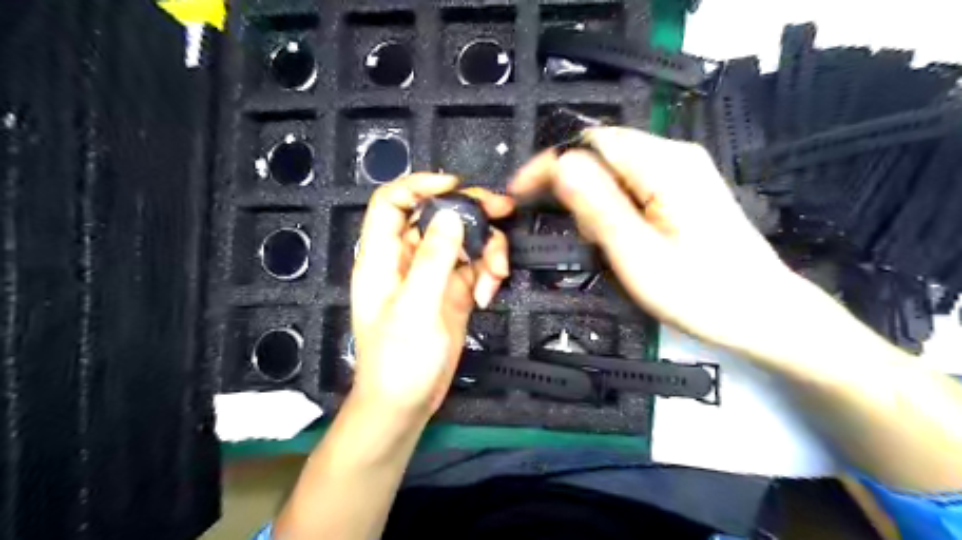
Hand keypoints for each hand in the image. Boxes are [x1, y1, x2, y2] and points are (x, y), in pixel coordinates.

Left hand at [350, 174, 514, 420]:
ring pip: (463, 240)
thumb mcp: (415, 308)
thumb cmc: (399, 360)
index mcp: (382, 257)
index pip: (391, 203)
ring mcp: (433, 275)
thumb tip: (452, 214)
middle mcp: (407, 259)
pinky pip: (475, 267)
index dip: (419, 185)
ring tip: (497, 275)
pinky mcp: (454, 292)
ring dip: (487, 250)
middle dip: (471, 212)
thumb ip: (433, 259)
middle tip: (504, 212)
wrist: (407, 404)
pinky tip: (489, 295)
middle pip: (437, 216)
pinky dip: (488, 274)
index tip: (456, 186)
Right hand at [511, 128, 797, 351]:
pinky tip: (619, 237)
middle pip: (603, 153)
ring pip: (615, 171)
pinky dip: (612, 207)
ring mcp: (683, 173)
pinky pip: (633, 186)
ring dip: (593, 200)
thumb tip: (560, 166)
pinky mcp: (684, 191)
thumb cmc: (701, 292)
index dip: (549, 163)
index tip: (519, 192)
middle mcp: (675, 157)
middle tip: (566, 229)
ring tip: (598, 241)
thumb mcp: (638, 255)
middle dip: (572, 186)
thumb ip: (598, 207)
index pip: (590, 142)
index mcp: (664, 165)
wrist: (764, 316)